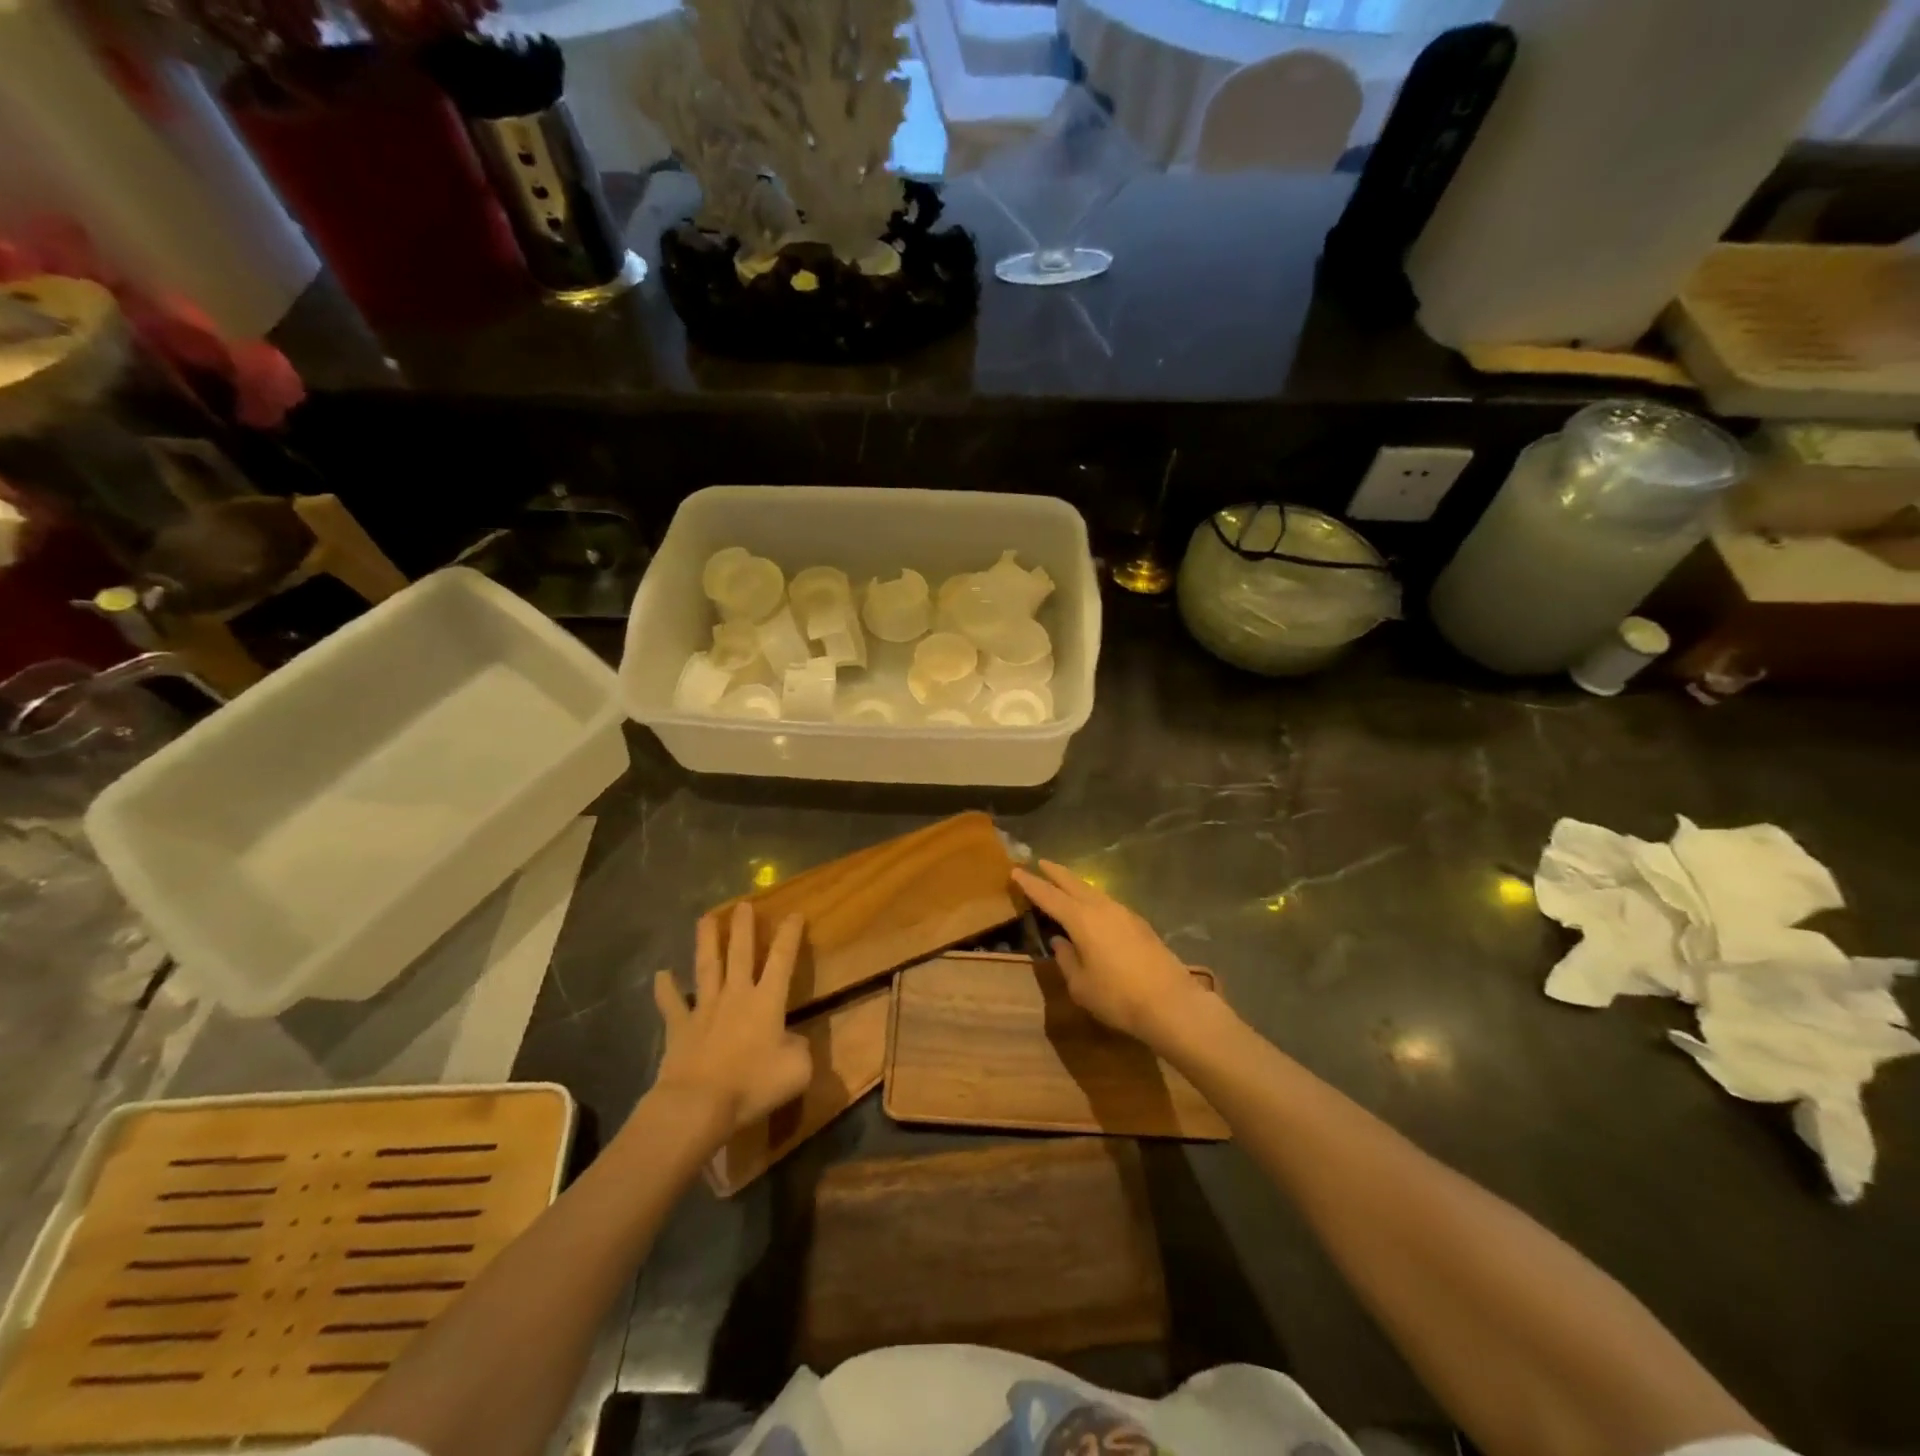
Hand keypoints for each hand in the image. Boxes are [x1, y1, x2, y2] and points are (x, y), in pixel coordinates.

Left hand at [650, 904, 811, 1137]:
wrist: (698, 1105)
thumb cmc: (752, 1085)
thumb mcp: (797, 1071)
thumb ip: (800, 1049)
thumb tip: (792, 1040)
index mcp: (767, 1001)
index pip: (782, 959)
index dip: (790, 934)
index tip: (794, 913)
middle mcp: (736, 995)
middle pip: (741, 952)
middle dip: (744, 927)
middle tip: (744, 903)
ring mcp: (704, 1008)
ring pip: (707, 966)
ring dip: (707, 941)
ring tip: (706, 917)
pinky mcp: (679, 1027)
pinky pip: (671, 1004)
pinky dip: (665, 989)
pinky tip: (661, 974)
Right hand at [1011, 860, 1209, 1045]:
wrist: (1171, 1003)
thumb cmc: (1118, 997)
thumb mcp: (1081, 985)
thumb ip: (1066, 959)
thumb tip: (1060, 942)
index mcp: (1081, 919)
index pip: (1049, 896)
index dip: (1031, 884)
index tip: (1016, 871)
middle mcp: (1102, 908)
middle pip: (1073, 883)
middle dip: (1055, 873)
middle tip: (1040, 863)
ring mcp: (1124, 913)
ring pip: (1093, 891)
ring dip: (1076, 885)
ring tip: (1064, 884)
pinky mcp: (1140, 924)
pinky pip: (1108, 903)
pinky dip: (1093, 899)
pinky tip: (1092, 909)